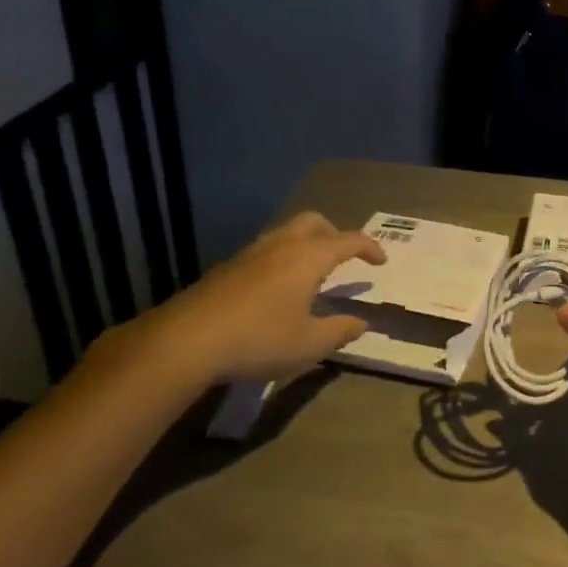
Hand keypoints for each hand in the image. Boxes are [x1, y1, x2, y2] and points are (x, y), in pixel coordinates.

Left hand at [121, 212, 385, 390]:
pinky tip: (277, 290)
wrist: (185, 341)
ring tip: (311, 274)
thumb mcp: (309, 344)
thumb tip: (361, 322)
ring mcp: (251, 254)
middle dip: (335, 234)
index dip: (370, 248)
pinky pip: (266, 250)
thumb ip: (340, 331)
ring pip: (286, 233)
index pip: (349, 240)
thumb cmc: (258, 340)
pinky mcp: (227, 268)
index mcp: (308, 257)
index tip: (381, 261)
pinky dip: (282, 258)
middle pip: (314, 222)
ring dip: (306, 244)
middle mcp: (281, 246)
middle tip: (344, 258)